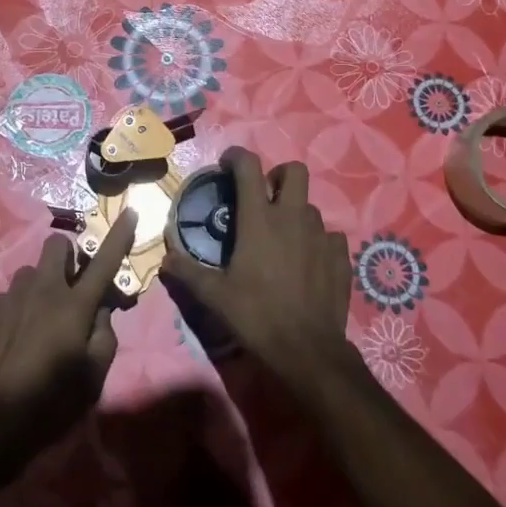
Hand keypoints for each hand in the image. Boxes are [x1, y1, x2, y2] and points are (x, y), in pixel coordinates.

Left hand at [0, 209, 136, 483]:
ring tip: (37, 322)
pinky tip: (12, 341)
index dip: (120, 235)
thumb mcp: (93, 379)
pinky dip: (17, 310)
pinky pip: (8, 297)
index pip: (105, 261)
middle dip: (68, 256)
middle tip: (70, 286)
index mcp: (74, 306)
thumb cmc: (49, 404)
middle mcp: (42, 290)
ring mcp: (10, 297)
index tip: (130, 211)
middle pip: (57, 245)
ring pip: (30, 273)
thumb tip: (100, 313)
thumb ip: (104, 338)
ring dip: (40, 287)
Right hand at [159, 148, 355, 393]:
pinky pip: (330, 235)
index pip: (249, 167)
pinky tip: (307, 260)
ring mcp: (321, 236)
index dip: (237, 157)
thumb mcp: (214, 295)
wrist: (307, 350)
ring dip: (295, 213)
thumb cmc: (256, 315)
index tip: (227, 164)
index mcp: (259, 219)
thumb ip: (187, 272)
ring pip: (310, 206)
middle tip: (264, 198)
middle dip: (278, 176)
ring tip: (282, 237)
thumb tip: (165, 259)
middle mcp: (293, 218)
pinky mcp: (340, 257)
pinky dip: (317, 240)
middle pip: (295, 171)